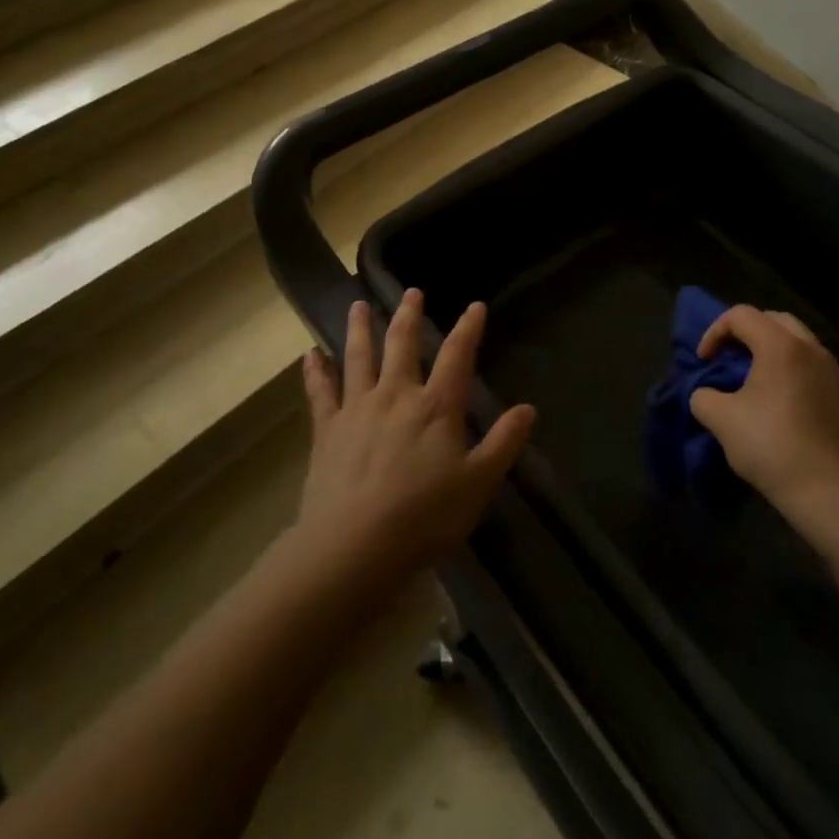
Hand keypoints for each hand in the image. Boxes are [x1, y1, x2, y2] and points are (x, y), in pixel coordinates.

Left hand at [290, 290, 536, 596]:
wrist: (354, 546)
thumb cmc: (423, 517)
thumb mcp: (477, 484)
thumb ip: (503, 443)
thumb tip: (528, 408)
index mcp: (435, 407)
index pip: (457, 356)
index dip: (468, 329)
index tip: (474, 305)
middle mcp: (395, 395)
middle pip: (402, 344)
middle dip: (409, 315)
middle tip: (412, 292)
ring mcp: (357, 408)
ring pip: (359, 357)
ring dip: (360, 328)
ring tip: (358, 305)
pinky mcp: (327, 430)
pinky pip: (320, 392)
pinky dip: (315, 371)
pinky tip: (309, 354)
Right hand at [689, 304, 838, 509]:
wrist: (829, 493)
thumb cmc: (770, 446)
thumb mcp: (719, 419)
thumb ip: (703, 396)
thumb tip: (707, 394)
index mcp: (781, 345)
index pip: (741, 315)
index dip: (714, 332)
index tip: (703, 361)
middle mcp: (811, 349)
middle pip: (773, 320)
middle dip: (745, 332)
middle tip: (728, 357)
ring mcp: (834, 372)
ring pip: (798, 341)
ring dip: (771, 349)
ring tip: (754, 377)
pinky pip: (813, 366)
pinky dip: (792, 369)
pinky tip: (781, 401)